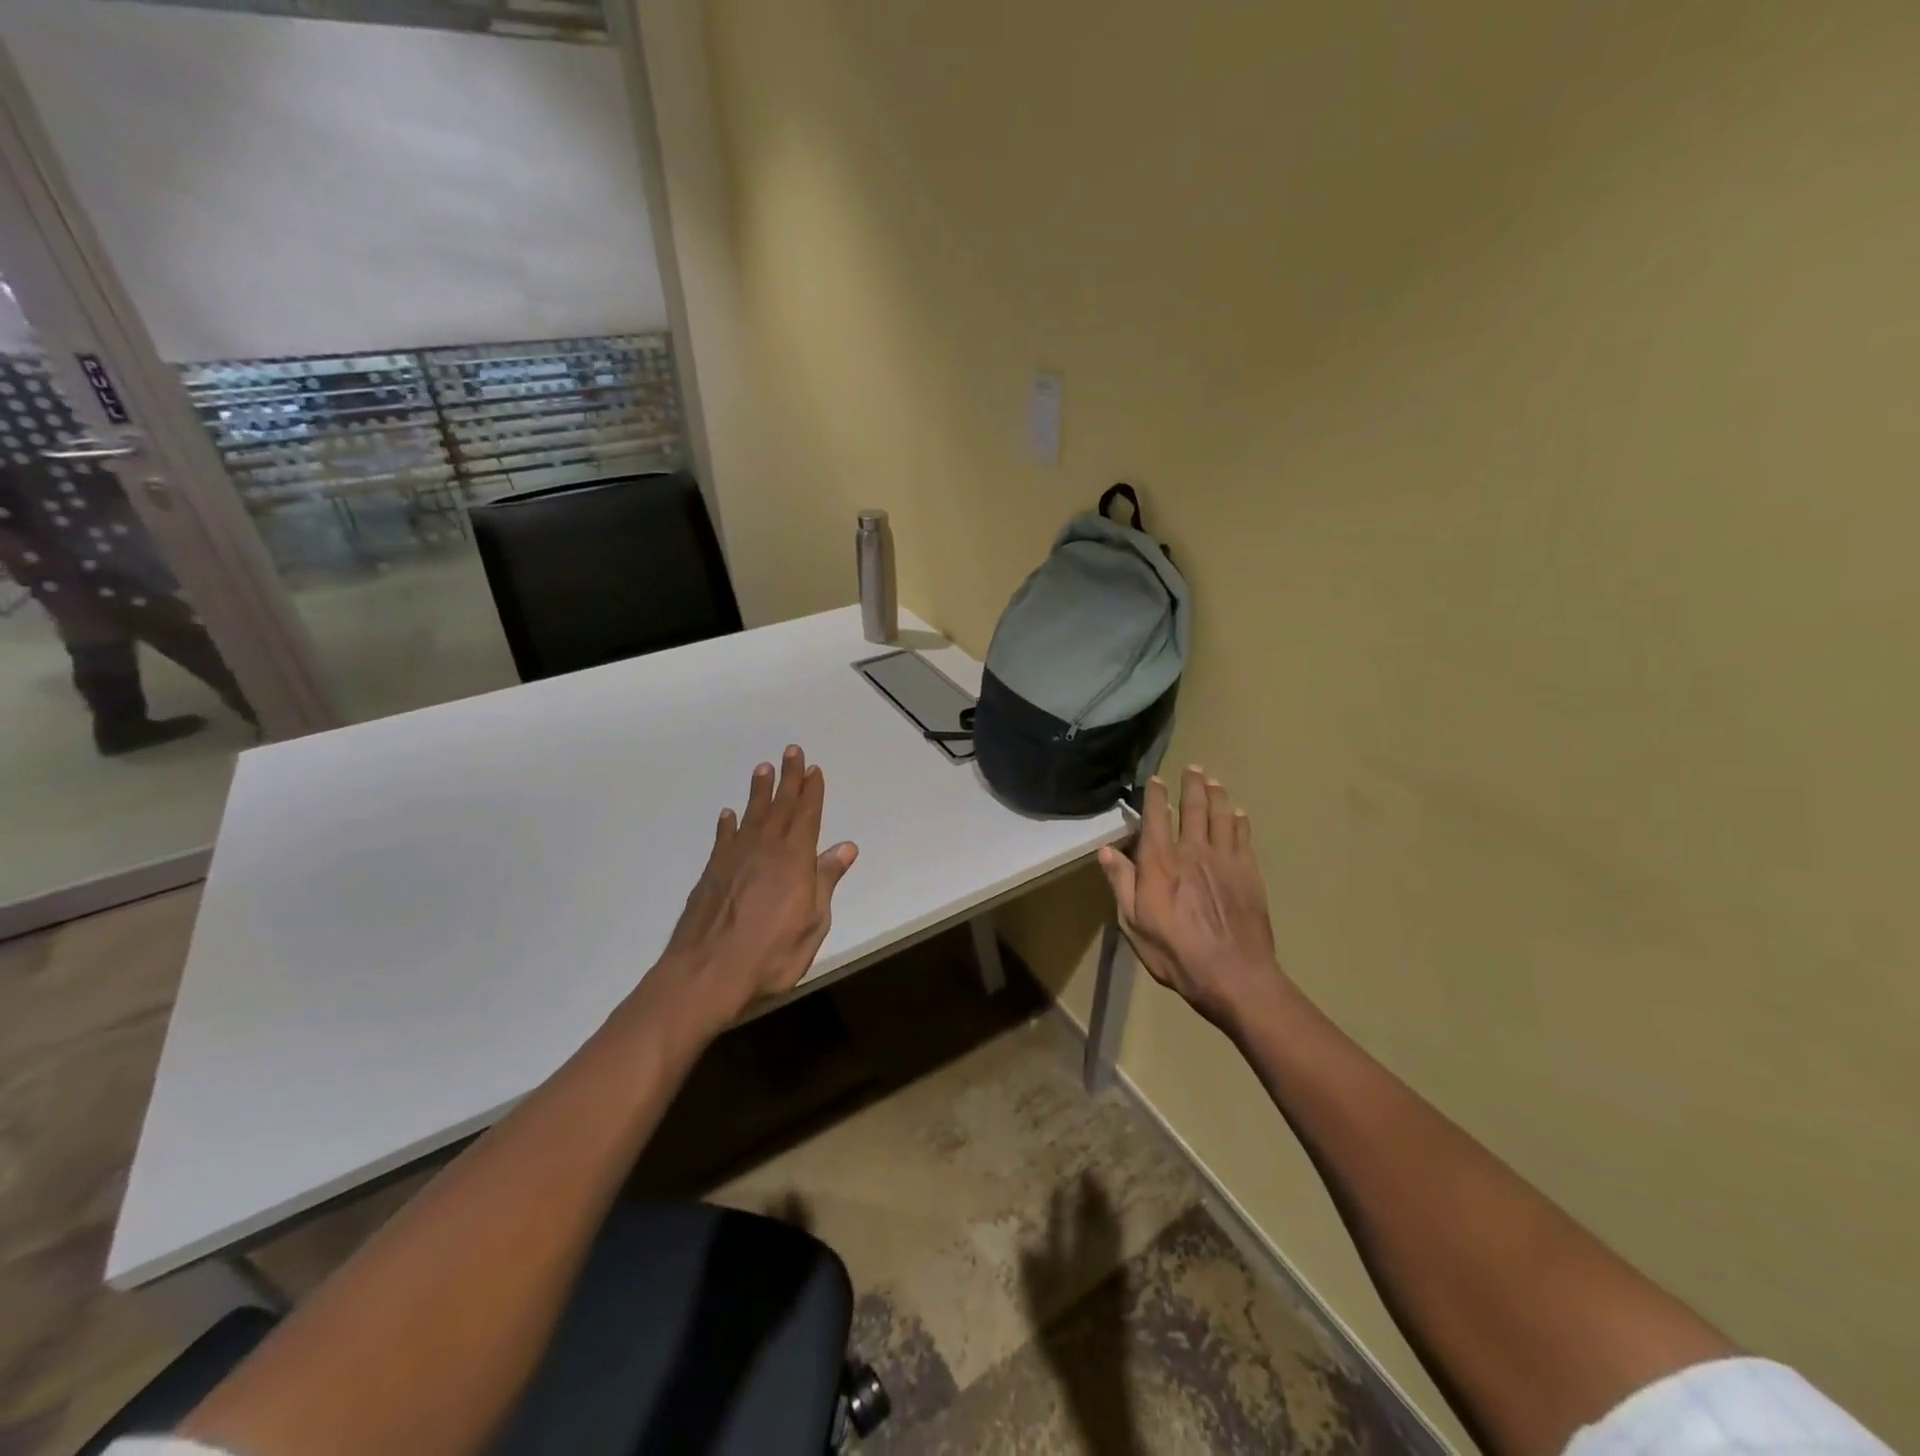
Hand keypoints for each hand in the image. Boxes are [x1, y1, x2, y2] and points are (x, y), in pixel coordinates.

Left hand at [653, 745, 858, 1030]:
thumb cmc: (771, 954)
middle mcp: (765, 849)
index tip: (814, 769)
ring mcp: (734, 859)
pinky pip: (723, 839)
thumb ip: (826, 881)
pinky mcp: (711, 874)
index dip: (811, 791)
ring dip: (759, 792)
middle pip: (780, 806)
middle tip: (792, 751)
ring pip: (751, 816)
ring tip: (763, 769)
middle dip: (788, 778)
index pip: (806, 816)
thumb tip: (845, 847)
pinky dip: (727, 825)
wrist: (707, 974)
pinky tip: (728, 815)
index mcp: (794, 859)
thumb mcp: (813, 922)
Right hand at [1097, 767, 1286, 1031]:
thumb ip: (1121, 883)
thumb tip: (1106, 850)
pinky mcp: (1249, 873)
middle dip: (1191, 785)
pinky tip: (1238, 814)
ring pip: (1221, 816)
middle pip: (1193, 808)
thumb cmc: (1175, 952)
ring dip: (1217, 795)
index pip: (1156, 818)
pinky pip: (1243, 837)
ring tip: (1214, 781)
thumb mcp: (1133, 923)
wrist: (1233, 974)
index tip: (1156, 779)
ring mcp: (1225, 860)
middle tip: (1193, 768)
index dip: (1155, 796)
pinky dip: (1239, 821)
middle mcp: (1193, 851)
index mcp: (1160, 862)